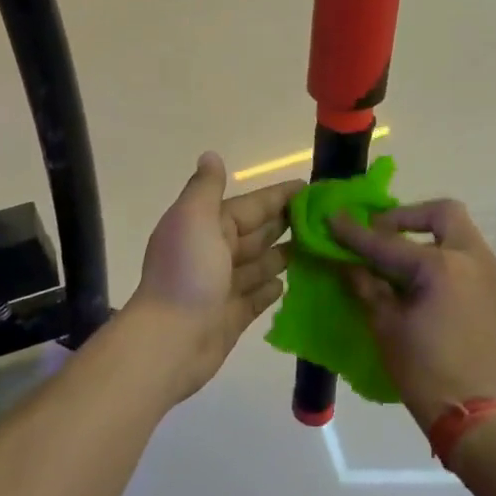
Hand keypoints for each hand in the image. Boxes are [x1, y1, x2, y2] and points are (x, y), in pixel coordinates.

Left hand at [130, 153, 301, 402]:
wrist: (170, 340)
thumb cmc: (187, 273)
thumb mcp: (194, 218)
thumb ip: (206, 187)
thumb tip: (211, 155)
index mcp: (207, 226)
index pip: (250, 206)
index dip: (278, 196)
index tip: (311, 188)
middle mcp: (215, 253)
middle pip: (257, 233)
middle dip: (286, 223)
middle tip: (325, 219)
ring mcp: (224, 286)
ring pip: (260, 264)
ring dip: (285, 254)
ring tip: (320, 248)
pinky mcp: (232, 316)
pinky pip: (257, 297)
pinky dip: (272, 288)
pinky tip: (291, 282)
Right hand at [330, 200, 495, 431]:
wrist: (476, 415)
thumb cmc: (425, 371)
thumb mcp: (386, 326)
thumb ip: (366, 285)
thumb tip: (346, 262)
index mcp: (442, 266)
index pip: (388, 242)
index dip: (355, 233)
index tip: (331, 220)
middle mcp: (471, 258)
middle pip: (442, 213)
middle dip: (406, 216)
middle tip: (378, 233)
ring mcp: (487, 272)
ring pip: (457, 231)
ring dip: (425, 233)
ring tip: (392, 255)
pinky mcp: (492, 290)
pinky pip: (463, 253)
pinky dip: (439, 252)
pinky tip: (413, 275)